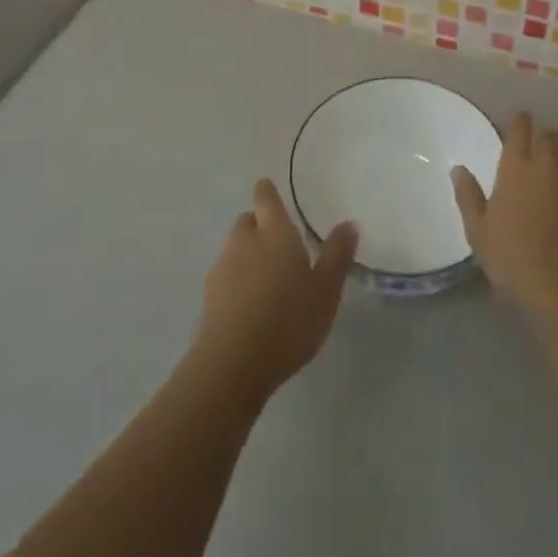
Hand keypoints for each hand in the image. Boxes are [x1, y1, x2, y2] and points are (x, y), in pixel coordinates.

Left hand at [191, 179, 356, 403]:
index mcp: (274, 231)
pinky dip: (237, 284)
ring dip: (248, 256)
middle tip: (280, 247)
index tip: (270, 191)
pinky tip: (251, 309)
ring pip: (235, 249)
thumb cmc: (288, 320)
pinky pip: (226, 278)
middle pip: (248, 221)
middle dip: (260, 227)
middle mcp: (245, 240)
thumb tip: (348, 224)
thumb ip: (337, 256)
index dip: (268, 192)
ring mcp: (222, 268)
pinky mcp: (209, 298)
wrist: (232, 364)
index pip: (266, 197)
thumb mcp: (325, 291)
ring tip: (269, 282)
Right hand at [452, 112, 557, 319]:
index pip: (520, 129)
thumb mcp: (479, 231)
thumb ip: (468, 197)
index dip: (521, 122)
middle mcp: (547, 165)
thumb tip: (458, 169)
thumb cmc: (513, 256)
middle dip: (546, 138)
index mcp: (515, 167)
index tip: (520, 122)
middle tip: (539, 150)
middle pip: (551, 136)